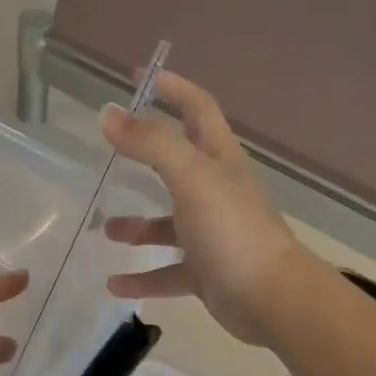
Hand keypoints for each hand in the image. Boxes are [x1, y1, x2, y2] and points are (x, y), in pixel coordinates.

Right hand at [101, 72, 310, 346]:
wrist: (271, 298)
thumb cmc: (232, 229)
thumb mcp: (191, 177)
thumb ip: (151, 144)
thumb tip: (109, 113)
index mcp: (219, 160)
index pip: (198, 109)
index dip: (172, 88)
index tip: (139, 77)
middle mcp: (216, 192)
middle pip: (179, 163)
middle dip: (146, 154)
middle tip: (110, 149)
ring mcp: (212, 234)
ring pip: (168, 224)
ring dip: (138, 226)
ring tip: (104, 229)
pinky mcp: (207, 272)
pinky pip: (167, 272)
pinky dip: (142, 276)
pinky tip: (113, 284)